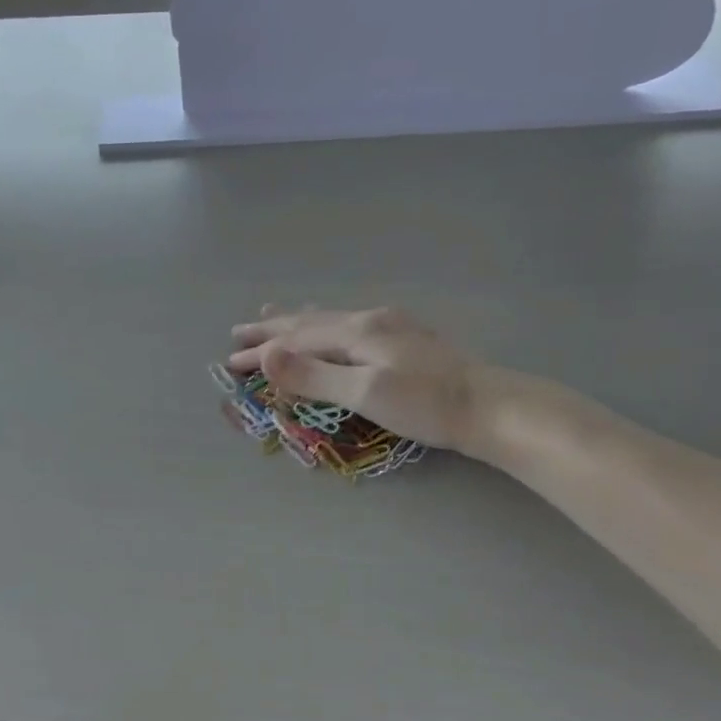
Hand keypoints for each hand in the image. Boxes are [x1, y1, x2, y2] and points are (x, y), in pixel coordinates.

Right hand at [228, 305, 533, 462]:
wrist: (491, 407)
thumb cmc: (426, 406)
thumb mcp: (365, 394)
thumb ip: (314, 376)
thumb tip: (267, 356)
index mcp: (358, 332)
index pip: (296, 340)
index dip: (262, 352)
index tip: (229, 361)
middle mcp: (371, 321)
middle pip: (310, 322)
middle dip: (272, 329)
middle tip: (239, 331)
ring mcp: (391, 327)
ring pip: (331, 319)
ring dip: (298, 320)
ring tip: (275, 313)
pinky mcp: (405, 339)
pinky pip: (349, 324)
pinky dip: (325, 324)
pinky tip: (336, 325)